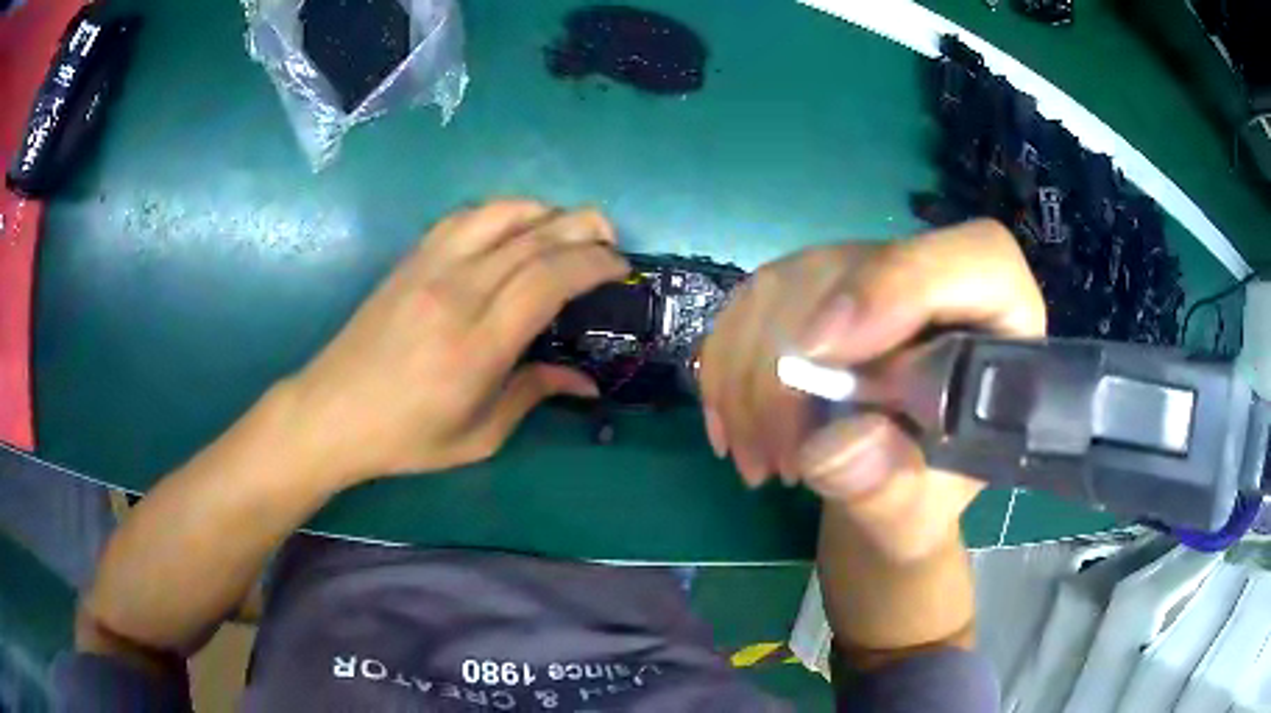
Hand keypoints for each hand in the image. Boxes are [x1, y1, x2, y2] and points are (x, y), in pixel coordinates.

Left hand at [285, 199, 628, 483]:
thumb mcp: (478, 436)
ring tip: (568, 226)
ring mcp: (429, 268)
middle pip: (533, 237)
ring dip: (545, 211)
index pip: (549, 279)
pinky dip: (502, 211)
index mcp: (478, 345)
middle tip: (610, 240)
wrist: (331, 413)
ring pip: (500, 214)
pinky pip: (464, 217)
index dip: (593, 263)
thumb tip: (585, 381)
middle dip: (584, 228)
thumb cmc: (405, 437)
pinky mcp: (410, 259)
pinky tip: (514, 225)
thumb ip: (534, 395)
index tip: (620, 268)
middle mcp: (457, 293)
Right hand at [700, 220, 1045, 561]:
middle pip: (856, 271)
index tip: (824, 351)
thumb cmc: (918, 501)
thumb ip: (890, 488)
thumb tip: (835, 446)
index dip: (902, 284)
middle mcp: (934, 278)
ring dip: (750, 379)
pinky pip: (750, 302)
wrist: (884, 492)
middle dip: (796, 371)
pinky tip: (732, 429)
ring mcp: (868, 273)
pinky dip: (726, 367)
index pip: (975, 259)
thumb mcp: (915, 515)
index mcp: (998, 323)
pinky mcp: (814, 287)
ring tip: (759, 461)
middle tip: (781, 463)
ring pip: (788, 282)